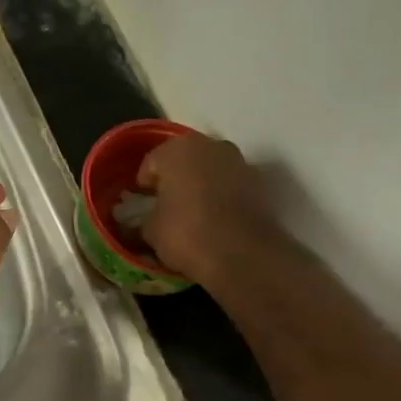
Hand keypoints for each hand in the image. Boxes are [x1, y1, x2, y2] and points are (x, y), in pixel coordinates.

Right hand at [139, 133, 281, 283]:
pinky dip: (221, 197)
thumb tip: (141, 222)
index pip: (151, 162)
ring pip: (209, 171)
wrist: (242, 255)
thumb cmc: (186, 233)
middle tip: (166, 206)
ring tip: (192, 214)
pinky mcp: (259, 183)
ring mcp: (239, 162)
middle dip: (174, 180)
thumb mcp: (150, 230)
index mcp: (177, 149)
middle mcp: (210, 146)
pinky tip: (215, 220)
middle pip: (184, 160)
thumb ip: (142, 220)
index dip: (144, 185)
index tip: (142, 205)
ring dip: (200, 186)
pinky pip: (230, 186)